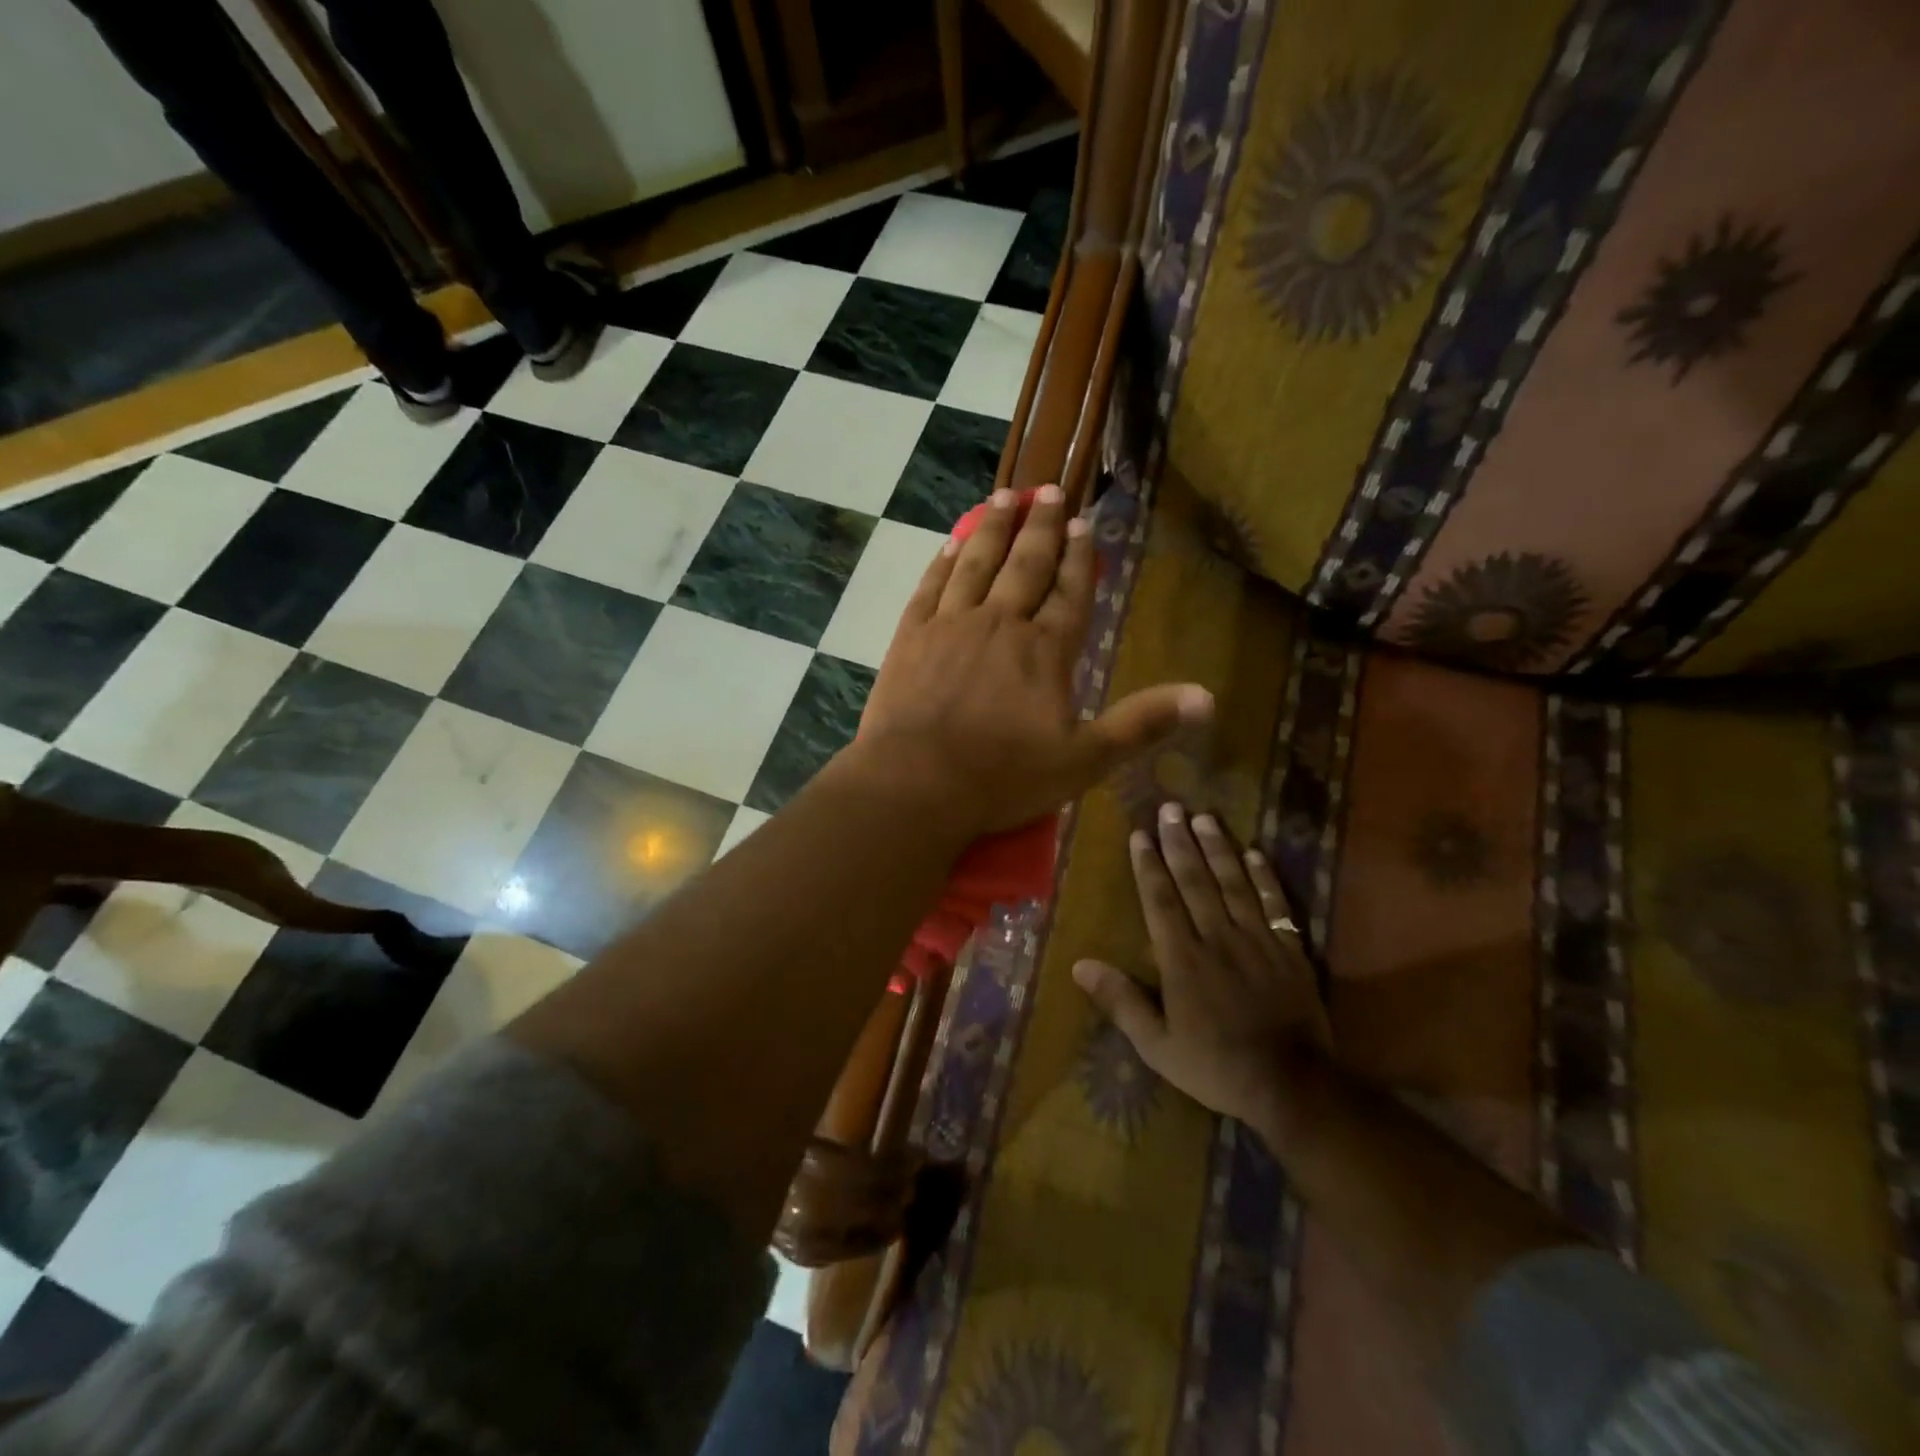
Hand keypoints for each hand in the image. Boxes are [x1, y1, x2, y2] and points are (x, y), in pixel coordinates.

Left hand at [850, 484, 1211, 842]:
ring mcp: (951, 625)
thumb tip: (1207, 697)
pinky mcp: (911, 636)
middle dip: (1042, 526)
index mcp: (1045, 650)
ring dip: (994, 528)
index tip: (1084, 524)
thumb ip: (1141, 724)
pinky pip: (931, 586)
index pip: (1070, 593)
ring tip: (1005, 497)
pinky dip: (944, 561)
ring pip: (978, 563)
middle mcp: (1000, 623)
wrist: (917, 783)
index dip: (1079, 558)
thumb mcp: (1085, 760)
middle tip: (1049, 490)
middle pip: (1026, 565)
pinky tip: (951, 543)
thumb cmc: (1003, 776)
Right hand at [1074, 803, 1332, 1126]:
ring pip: (1233, 883)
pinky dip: (1266, 877)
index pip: (1160, 900)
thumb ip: (1121, 1002)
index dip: (1148, 865)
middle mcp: (1217, 938)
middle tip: (1170, 808)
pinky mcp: (1289, 950)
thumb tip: (1080, 965)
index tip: (1140, 834)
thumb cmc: (1216, 1066)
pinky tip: (1256, 853)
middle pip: (1195, 881)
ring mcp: (1257, 940)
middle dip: (1180, 843)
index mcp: (1182, 959)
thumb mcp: (1157, 1046)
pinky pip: (1276, 905)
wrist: (1292, 1086)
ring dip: (1218, 848)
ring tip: (1205, 817)